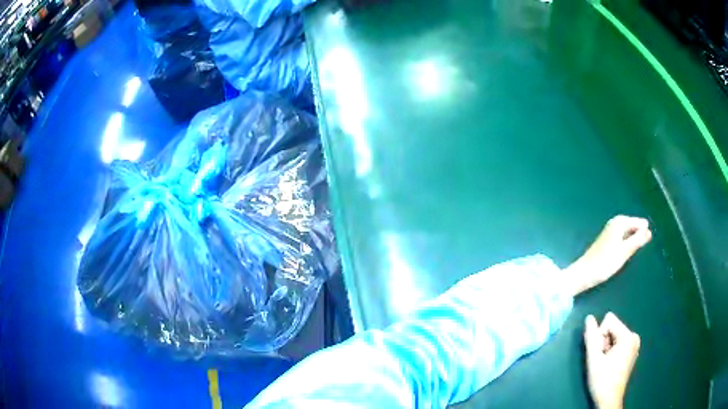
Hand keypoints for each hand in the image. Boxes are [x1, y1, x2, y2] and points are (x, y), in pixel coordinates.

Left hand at [563, 215, 651, 295]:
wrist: (584, 273)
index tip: (646, 243)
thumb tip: (649, 231)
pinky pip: (622, 236)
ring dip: (632, 239)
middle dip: (638, 235)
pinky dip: (626, 242)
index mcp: (620, 222)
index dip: (644, 233)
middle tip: (640, 247)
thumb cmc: (605, 263)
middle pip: (633, 226)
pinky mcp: (607, 238)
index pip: (639, 223)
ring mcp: (610, 229)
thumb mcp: (624, 252)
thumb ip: (637, 241)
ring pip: (628, 231)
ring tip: (634, 250)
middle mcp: (615, 222)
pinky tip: (626, 251)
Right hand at [584, 313, 640, 408]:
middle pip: (613, 327)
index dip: (599, 336)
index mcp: (628, 336)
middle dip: (603, 341)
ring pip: (614, 334)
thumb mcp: (594, 359)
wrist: (609, 400)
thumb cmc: (602, 380)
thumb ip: (591, 337)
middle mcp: (634, 336)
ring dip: (606, 347)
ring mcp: (634, 344)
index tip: (598, 353)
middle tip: (601, 359)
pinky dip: (611, 350)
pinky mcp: (632, 351)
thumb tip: (589, 318)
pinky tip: (609, 363)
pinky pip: (619, 341)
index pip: (609, 320)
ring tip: (605, 363)